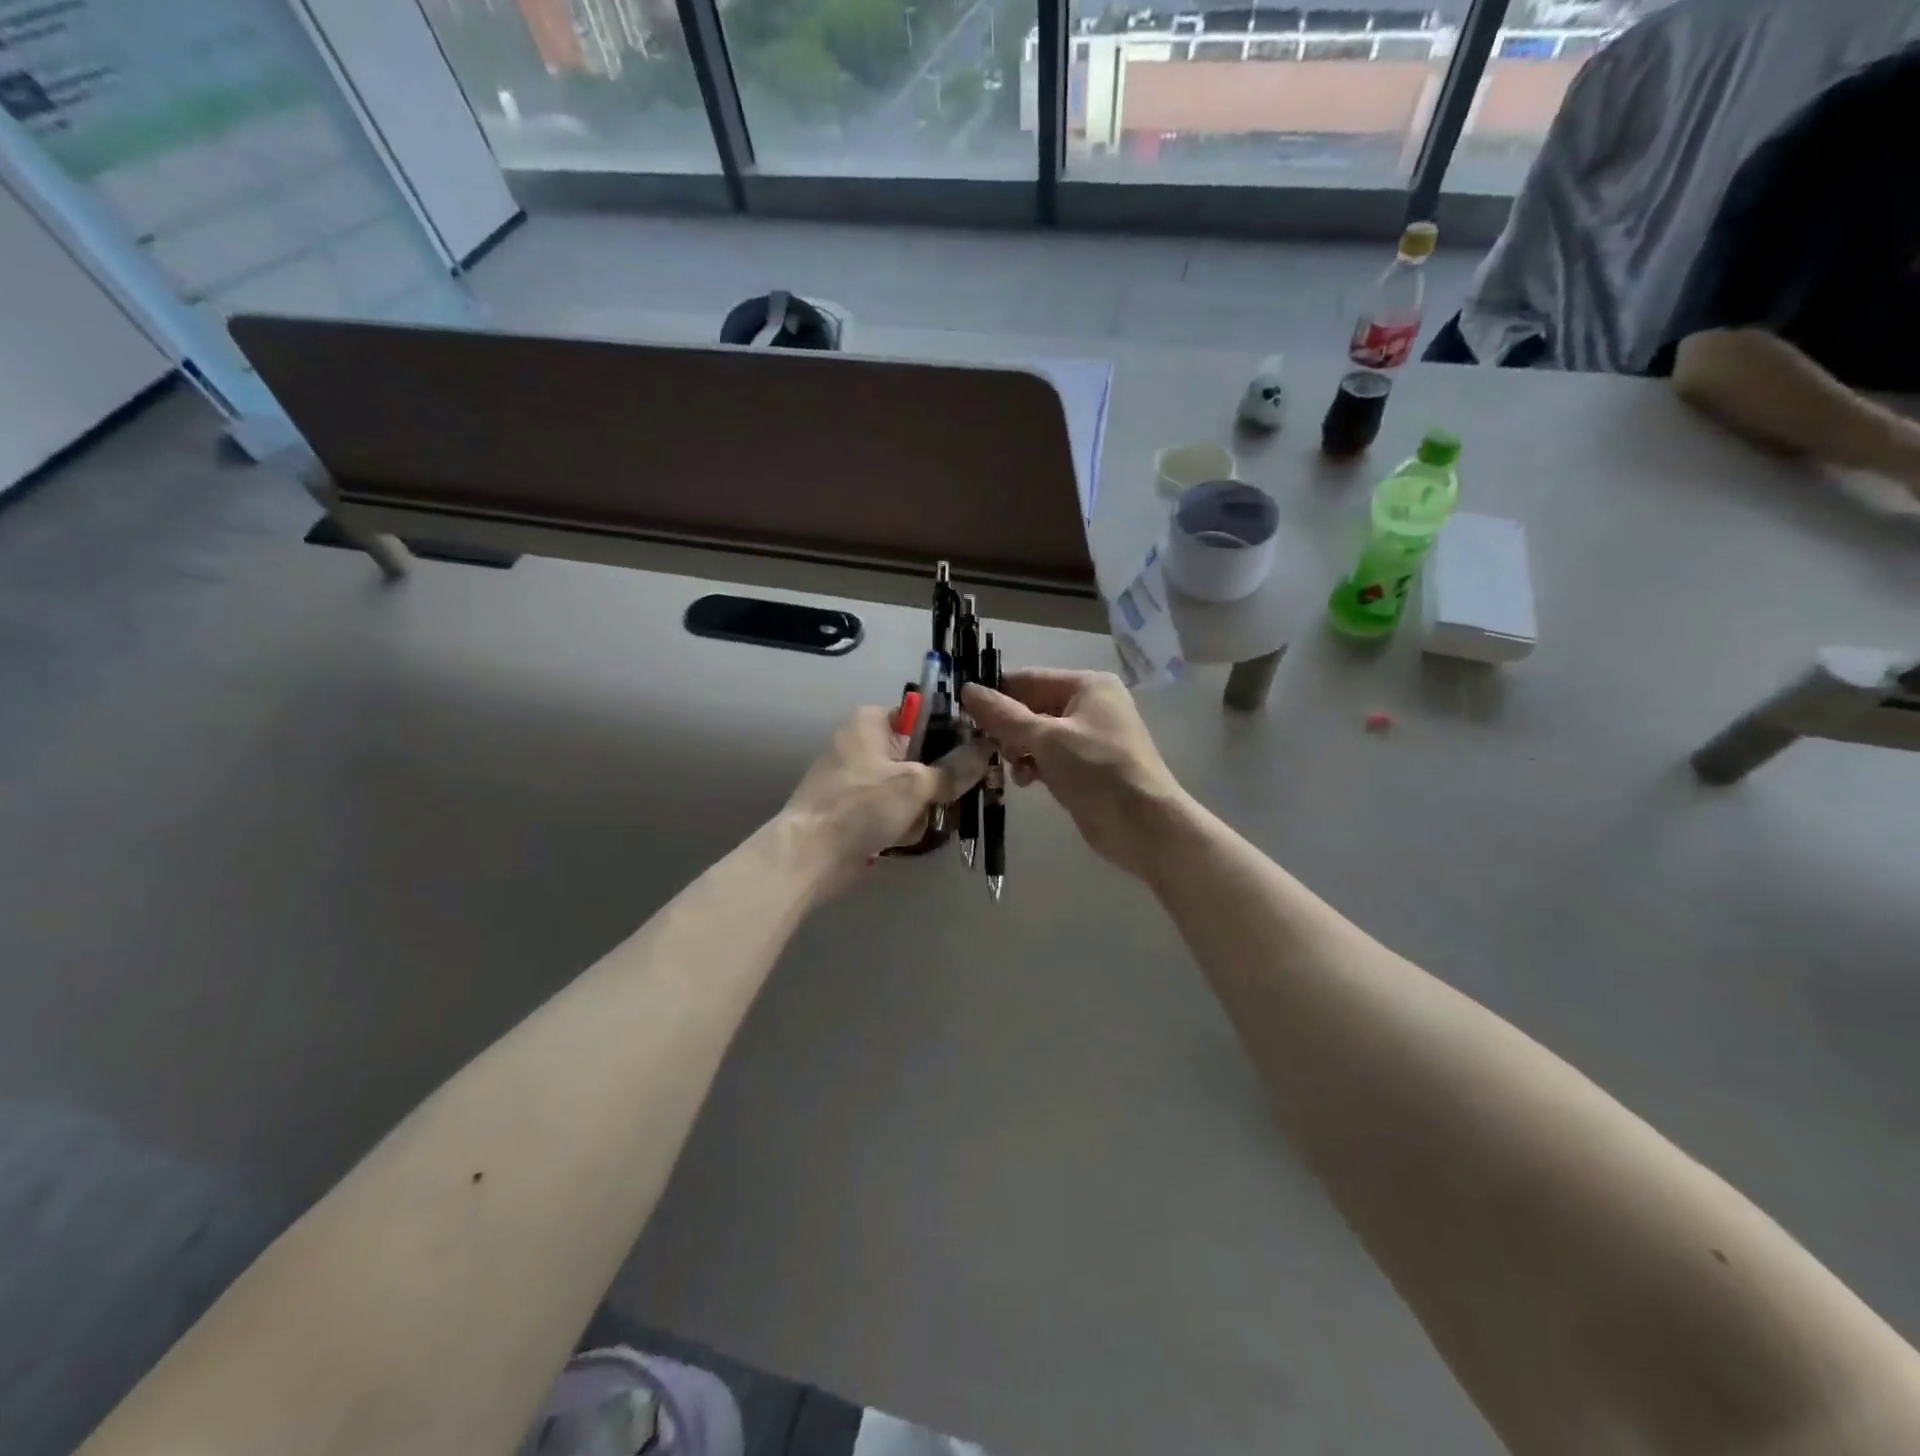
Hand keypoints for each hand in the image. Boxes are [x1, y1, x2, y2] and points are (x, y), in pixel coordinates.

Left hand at [782, 704, 986, 894]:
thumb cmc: (860, 806)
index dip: (953, 735)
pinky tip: (898, 840)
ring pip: (914, 788)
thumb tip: (988, 748)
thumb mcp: (915, 784)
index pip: (925, 715)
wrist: (809, 858)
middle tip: (952, 799)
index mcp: (872, 721)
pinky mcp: (858, 809)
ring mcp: (860, 779)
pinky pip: (896, 810)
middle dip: (937, 783)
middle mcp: (865, 743)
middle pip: (923, 756)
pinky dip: (902, 824)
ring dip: (920, 810)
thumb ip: (955, 768)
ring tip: (914, 825)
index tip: (976, 754)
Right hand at [962, 669, 1191, 880]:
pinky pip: (1049, 757)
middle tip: (982, 746)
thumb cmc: (1097, 771)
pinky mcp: (1085, 767)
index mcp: (1087, 686)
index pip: (1030, 679)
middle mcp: (1090, 705)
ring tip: (1008, 766)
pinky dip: (1033, 765)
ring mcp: (1089, 738)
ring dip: (1018, 749)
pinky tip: (1023, 781)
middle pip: (1032, 707)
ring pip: (1037, 735)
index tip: (962, 711)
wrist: (1145, 826)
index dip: (996, 693)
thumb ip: (1004, 716)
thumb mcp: (1047, 739)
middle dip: (1007, 727)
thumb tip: (967, 690)